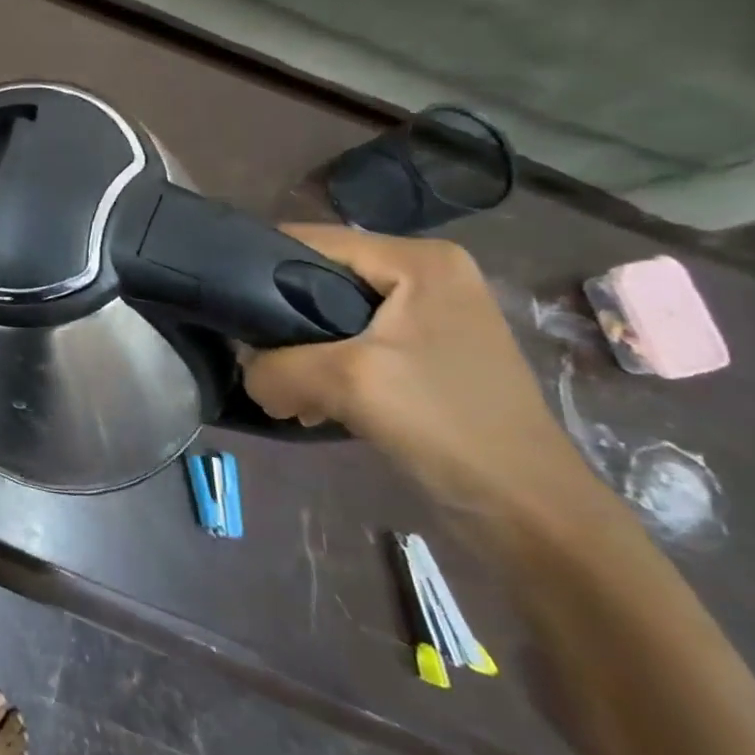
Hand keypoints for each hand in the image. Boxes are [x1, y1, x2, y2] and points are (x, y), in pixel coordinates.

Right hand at [242, 226, 605, 530]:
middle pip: (320, 277)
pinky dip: (326, 368)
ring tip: (280, 387)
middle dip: (281, 319)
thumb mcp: (346, 382)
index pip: (313, 240)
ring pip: (332, 315)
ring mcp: (430, 316)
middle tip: (253, 356)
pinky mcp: (427, 355)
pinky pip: (355, 344)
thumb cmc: (447, 425)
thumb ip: (275, 365)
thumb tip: (247, 372)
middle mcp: (428, 275)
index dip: (259, 264)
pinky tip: (311, 402)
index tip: (223, 301)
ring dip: (300, 351)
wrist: (531, 515)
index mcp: (420, 260)